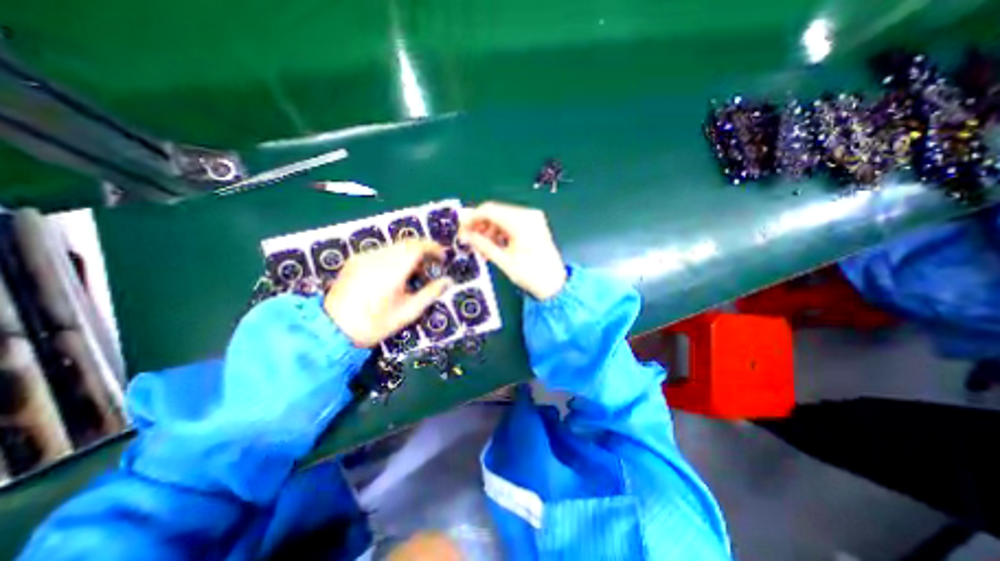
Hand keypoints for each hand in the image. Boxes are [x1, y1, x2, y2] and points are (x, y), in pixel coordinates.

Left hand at [324, 240, 453, 345]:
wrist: (331, 329)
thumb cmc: (374, 324)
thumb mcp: (408, 312)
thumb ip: (430, 293)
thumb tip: (448, 281)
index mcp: (392, 270)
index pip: (417, 247)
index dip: (433, 248)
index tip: (442, 257)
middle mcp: (377, 258)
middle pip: (406, 243)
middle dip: (423, 251)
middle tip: (431, 266)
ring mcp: (364, 257)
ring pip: (394, 247)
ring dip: (409, 254)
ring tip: (413, 274)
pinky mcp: (355, 261)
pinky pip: (382, 252)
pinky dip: (395, 258)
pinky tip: (394, 275)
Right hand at [459, 198, 565, 298]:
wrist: (554, 283)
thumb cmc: (531, 275)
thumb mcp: (504, 261)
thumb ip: (483, 245)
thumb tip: (465, 236)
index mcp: (521, 222)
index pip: (489, 210)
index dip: (471, 218)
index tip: (461, 229)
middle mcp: (528, 215)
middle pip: (495, 211)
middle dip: (479, 224)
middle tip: (468, 238)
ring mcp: (533, 218)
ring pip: (502, 217)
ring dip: (489, 229)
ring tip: (481, 246)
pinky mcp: (534, 224)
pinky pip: (511, 222)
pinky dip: (500, 231)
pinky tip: (494, 244)